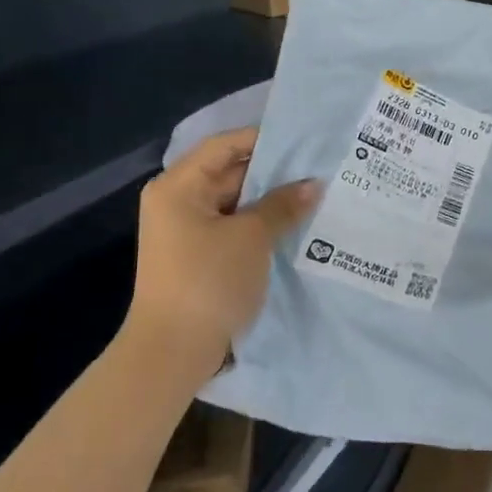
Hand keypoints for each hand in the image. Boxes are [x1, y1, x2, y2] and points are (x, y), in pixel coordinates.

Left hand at [124, 128, 318, 386]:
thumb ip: (283, 204)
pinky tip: (294, 224)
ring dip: (269, 201)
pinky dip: (260, 224)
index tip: (304, 140)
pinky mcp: (198, 256)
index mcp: (179, 186)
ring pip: (235, 202)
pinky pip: (233, 227)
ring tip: (314, 193)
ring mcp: (186, 231)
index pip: (224, 146)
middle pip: (229, 172)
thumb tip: (313, 184)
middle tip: (318, 167)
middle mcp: (178, 202)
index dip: (263, 139)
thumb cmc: (208, 281)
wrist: (173, 351)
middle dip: (272, 172)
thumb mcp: (252, 237)